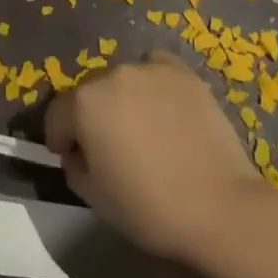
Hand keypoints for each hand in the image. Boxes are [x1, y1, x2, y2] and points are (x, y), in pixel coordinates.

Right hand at [44, 51, 275, 264]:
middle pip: (90, 93)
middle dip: (92, 116)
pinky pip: (155, 70)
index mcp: (84, 103)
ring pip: (122, 81)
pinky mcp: (182, 72)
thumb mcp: (94, 197)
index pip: (57, 114)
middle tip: (110, 147)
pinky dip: (153, 86)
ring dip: (123, 100)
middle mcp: (112, 75)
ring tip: (143, 130)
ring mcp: (149, 69)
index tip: (71, 157)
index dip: (60, 139)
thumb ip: (74, 166)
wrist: (219, 207)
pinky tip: (165, 110)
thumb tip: (78, 152)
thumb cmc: (149, 207)